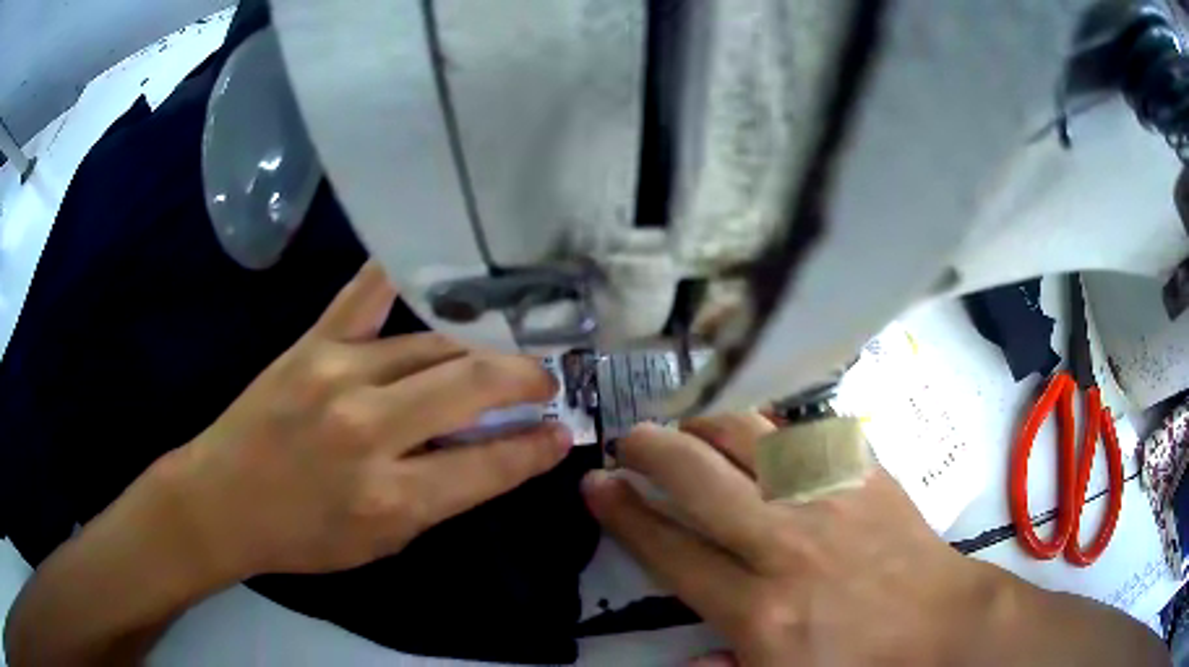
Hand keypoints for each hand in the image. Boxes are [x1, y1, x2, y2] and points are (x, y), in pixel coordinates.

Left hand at [163, 261, 572, 578]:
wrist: (223, 500)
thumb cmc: (303, 536)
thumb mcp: (383, 542)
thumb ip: (444, 497)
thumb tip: (502, 453)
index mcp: (391, 497)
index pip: (489, 464)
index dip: (537, 447)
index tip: (563, 431)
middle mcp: (370, 430)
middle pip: (470, 388)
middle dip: (523, 379)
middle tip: (545, 381)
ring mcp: (338, 376)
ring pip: (432, 346)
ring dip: (478, 350)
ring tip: (501, 354)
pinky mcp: (311, 345)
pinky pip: (364, 297)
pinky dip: (399, 276)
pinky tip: (434, 270)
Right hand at [582, 414, 998, 665]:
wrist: (940, 625)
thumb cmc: (860, 664)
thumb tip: (684, 657)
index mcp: (759, 609)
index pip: (670, 551)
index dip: (623, 514)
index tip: (596, 486)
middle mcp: (785, 545)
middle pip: (698, 479)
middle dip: (649, 450)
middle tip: (627, 440)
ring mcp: (829, 501)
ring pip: (750, 438)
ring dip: (706, 423)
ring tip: (685, 425)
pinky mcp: (863, 477)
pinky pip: (805, 433)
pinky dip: (769, 425)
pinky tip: (755, 428)